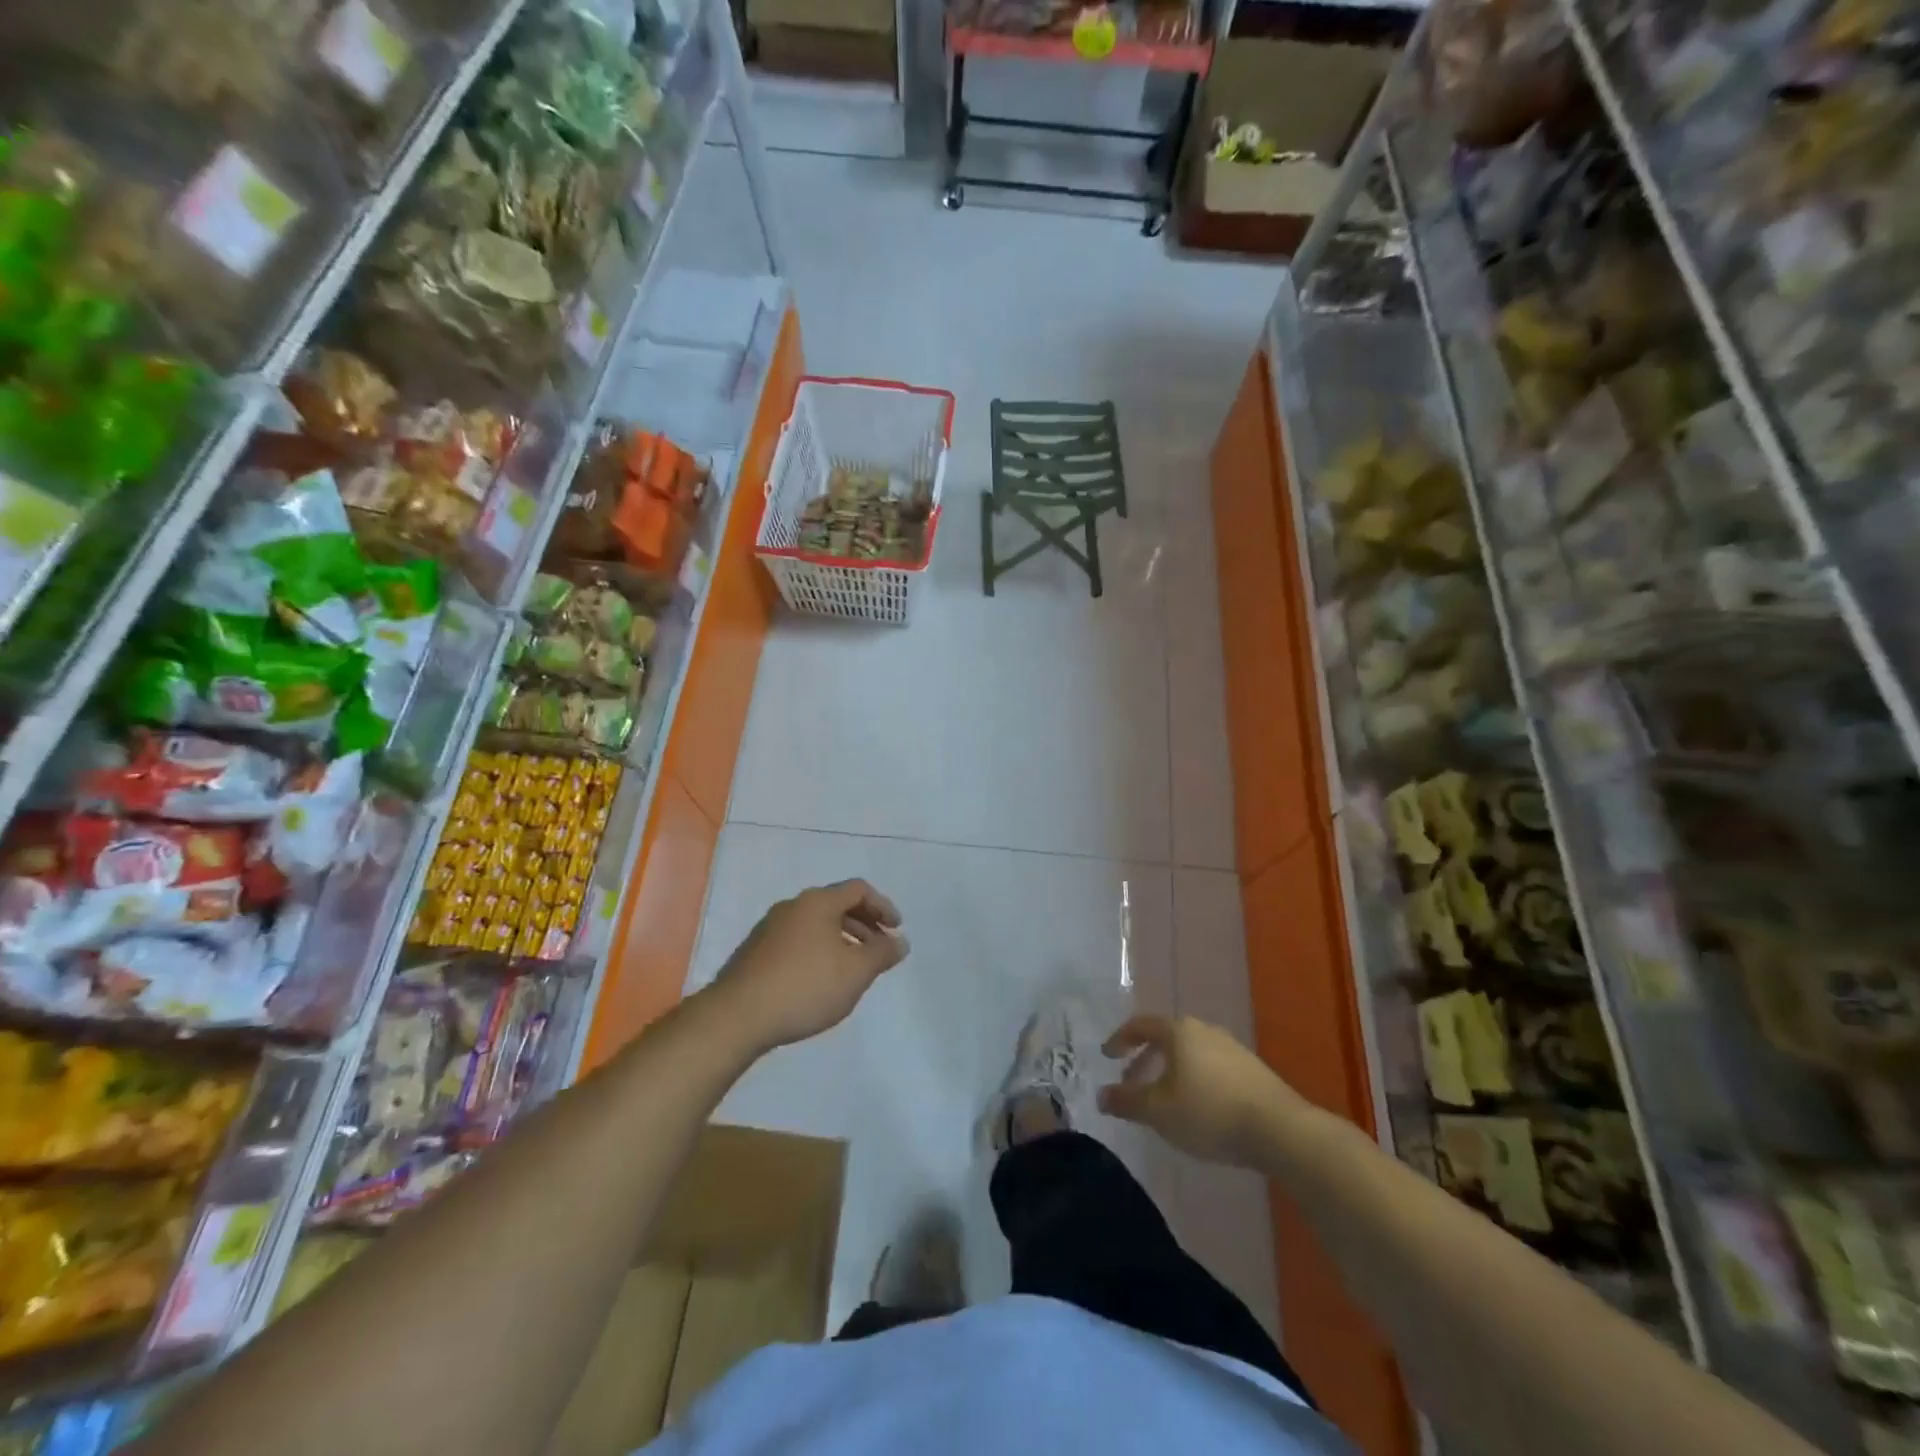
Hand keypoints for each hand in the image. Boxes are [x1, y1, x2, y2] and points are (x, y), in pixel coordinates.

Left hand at [707, 880, 907, 1054]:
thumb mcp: (856, 972)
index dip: (883, 906)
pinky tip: (821, 981)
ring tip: (853, 969)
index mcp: (817, 902)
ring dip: (841, 939)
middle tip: (879, 950)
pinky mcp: (755, 952)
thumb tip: (900, 941)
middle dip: (864, 924)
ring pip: (816, 925)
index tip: (896, 930)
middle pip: (836, 904)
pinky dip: (818, 951)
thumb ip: (883, 953)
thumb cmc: (806, 986)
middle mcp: (792, 906)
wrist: (737, 1016)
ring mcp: (769, 929)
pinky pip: (797, 941)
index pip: (858, 889)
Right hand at [1097, 1014, 1300, 1167]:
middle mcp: (1204, 1030)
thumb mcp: (1159, 1111)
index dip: (1120, 1039)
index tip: (1107, 1056)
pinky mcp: (1252, 1071)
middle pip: (1166, 1039)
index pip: (1140, 1025)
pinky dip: (1194, 1081)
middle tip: (1131, 1082)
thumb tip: (1101, 1096)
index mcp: (1179, 1031)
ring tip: (1163, 1100)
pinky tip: (1197, 1109)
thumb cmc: (1209, 1112)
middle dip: (1145, 1060)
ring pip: (1190, 1054)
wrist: (1280, 1130)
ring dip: (1170, 1072)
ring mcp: (1232, 1049)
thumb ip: (1127, 1101)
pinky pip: (1211, 1068)